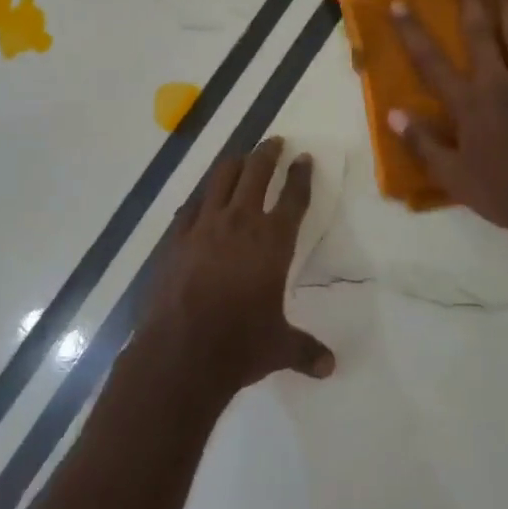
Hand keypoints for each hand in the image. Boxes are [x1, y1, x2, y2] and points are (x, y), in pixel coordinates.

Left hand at [143, 136, 334, 399]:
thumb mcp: (280, 348)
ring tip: (242, 157)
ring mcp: (205, 225)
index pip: (293, 198)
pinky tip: (204, 197)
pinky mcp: (177, 236)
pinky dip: (203, 195)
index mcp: (272, 241)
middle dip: (268, 153)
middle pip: (256, 173)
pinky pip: (193, 204)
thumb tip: (330, 366)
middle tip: (275, 142)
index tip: (305, 158)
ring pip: (222, 178)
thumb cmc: (239, 345)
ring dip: (236, 163)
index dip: (301, 175)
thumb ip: (305, 350)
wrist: (182, 351)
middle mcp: (240, 222)